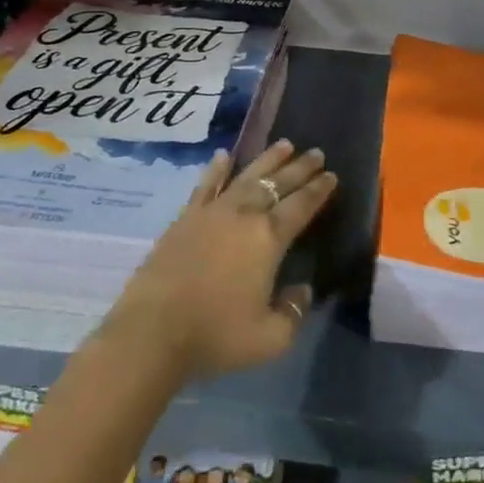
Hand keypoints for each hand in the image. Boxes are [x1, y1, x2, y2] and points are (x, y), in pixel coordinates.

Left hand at [99, 140, 336, 382]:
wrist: (152, 331)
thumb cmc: (215, 334)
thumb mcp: (269, 338)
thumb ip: (293, 312)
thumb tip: (303, 290)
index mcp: (269, 239)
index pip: (301, 206)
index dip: (318, 190)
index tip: (331, 175)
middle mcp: (244, 215)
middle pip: (277, 184)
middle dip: (299, 168)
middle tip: (316, 152)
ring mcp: (212, 212)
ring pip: (246, 176)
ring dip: (267, 159)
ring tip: (284, 144)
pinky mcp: (185, 218)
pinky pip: (206, 185)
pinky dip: (216, 169)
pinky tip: (224, 155)